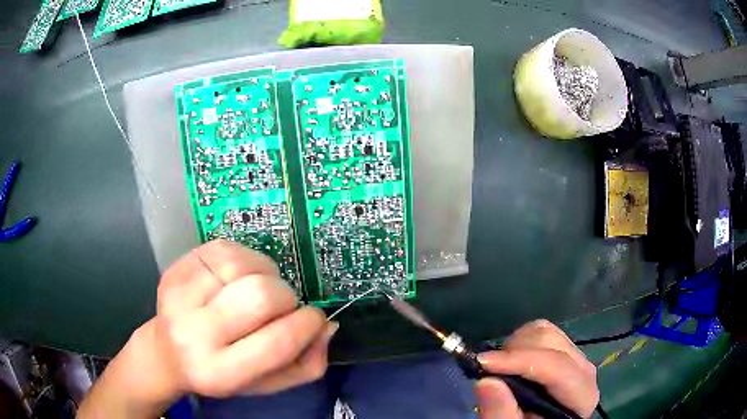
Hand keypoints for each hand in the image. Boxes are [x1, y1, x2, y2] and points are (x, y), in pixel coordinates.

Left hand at [79, 240, 336, 417]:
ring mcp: (179, 296)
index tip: (315, 318)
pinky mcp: (176, 269)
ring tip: (262, 287)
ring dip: (266, 274)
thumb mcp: (265, 385)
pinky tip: (243, 275)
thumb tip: (325, 327)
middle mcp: (194, 334)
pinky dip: (246, 259)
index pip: (277, 342)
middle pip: (259, 296)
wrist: (166, 353)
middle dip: (286, 297)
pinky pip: (224, 249)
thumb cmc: (220, 373)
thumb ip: (304, 365)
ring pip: (242, 267)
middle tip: (284, 305)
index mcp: (219, 372)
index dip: (308, 324)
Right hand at [475, 320, 598, 418]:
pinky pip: (541, 332)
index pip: (555, 366)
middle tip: (487, 372)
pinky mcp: (564, 352)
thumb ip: (502, 412)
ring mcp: (575, 358)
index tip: (482, 362)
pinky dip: (519, 342)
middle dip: (514, 352)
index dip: (519, 361)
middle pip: (550, 341)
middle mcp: (584, 370)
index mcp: (581, 395)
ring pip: (545, 331)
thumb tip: (485, 381)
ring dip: (515, 345)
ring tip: (499, 369)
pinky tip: (510, 363)